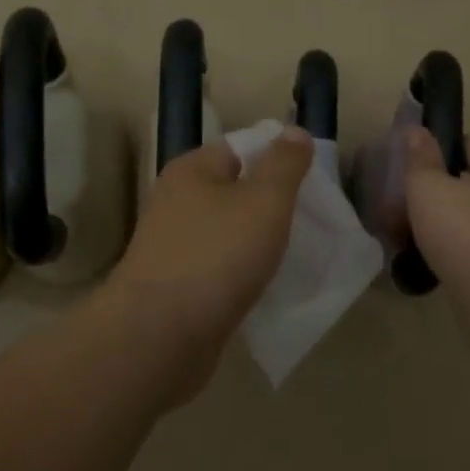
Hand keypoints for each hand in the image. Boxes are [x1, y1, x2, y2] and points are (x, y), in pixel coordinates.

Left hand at [102, 129, 312, 400]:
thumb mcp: (264, 202)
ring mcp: (172, 246)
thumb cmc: (216, 257)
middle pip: (236, 191)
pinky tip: (267, 289)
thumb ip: (284, 164)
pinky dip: (242, 276)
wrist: (157, 339)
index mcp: (193, 170)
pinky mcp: (174, 287)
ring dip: (259, 244)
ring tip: (296, 256)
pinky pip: (219, 270)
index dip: (278, 160)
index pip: (242, 148)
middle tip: (311, 222)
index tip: (312, 183)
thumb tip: (294, 131)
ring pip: (229, 233)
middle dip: (272, 205)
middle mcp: (177, 201)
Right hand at [403, 129, 469, 301]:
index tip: (413, 164)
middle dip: (437, 190)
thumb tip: (418, 131)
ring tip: (410, 235)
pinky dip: (455, 249)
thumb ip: (421, 158)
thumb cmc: (463, 232)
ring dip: (444, 222)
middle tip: (405, 204)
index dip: (439, 147)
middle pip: (469, 181)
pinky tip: (431, 260)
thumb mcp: (428, 187)